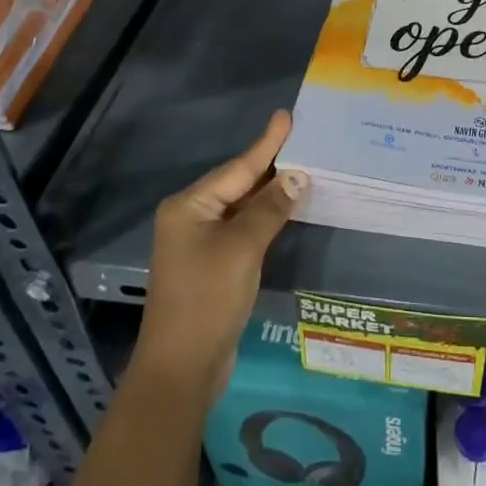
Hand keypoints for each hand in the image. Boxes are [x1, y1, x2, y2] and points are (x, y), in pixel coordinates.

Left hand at [136, 111, 304, 400]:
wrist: (182, 368)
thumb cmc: (208, 299)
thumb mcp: (243, 248)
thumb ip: (270, 208)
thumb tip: (298, 176)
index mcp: (189, 206)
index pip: (237, 168)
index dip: (267, 143)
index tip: (287, 116)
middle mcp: (190, 218)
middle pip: (237, 183)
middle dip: (270, 165)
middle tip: (304, 141)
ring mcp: (199, 243)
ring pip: (241, 207)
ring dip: (270, 192)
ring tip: (302, 168)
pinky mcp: (211, 265)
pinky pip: (242, 229)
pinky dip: (264, 217)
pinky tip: (286, 209)